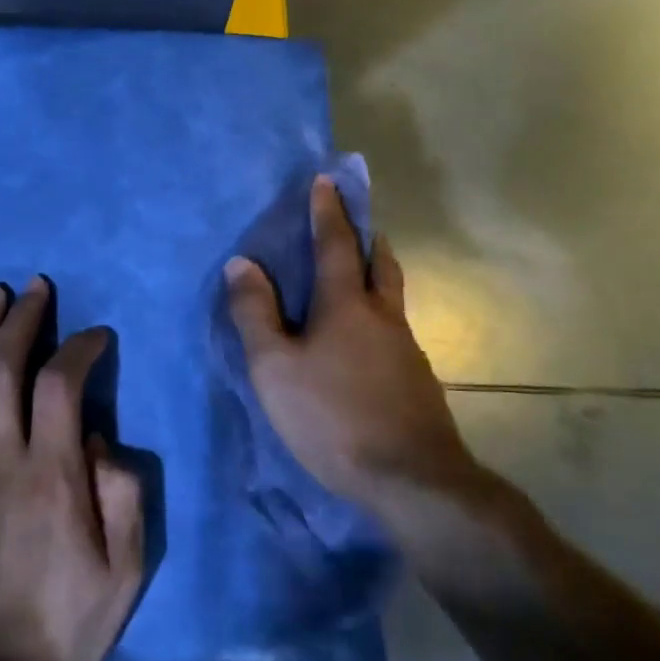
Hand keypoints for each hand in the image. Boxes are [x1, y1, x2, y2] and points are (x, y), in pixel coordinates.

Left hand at [0, 278, 144, 660]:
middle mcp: (1, 458)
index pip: (61, 385)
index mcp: (52, 475)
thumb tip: (101, 440)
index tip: (96, 336)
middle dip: (22, 319)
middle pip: (5, 368)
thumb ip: (122, 498)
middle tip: (35, 286)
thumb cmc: (62, 622)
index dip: (79, 348)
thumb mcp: (123, 573)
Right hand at [225, 175, 480, 516]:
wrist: (411, 479)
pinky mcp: (418, 382)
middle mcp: (383, 316)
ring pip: (393, 299)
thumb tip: (241, 263)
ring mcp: (407, 350)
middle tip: (357, 224)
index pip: (335, 244)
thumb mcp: (274, 366)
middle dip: (367, 238)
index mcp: (346, 304)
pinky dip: (380, 319)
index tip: (327, 181)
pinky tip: (368, 344)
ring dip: (379, 276)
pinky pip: (396, 333)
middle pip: (381, 264)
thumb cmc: (332, 415)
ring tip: (362, 278)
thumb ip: (255, 313)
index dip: (328, 211)